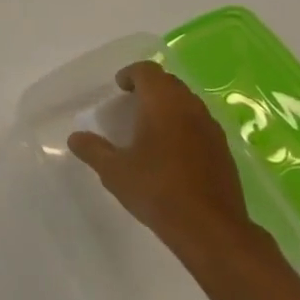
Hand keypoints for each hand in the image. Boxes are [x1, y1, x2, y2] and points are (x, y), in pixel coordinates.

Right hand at [68, 62, 267, 262]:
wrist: (210, 229)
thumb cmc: (157, 191)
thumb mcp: (115, 172)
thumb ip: (93, 150)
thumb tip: (75, 138)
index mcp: (162, 103)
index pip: (147, 71)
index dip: (130, 74)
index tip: (119, 88)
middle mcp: (190, 106)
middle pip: (169, 83)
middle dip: (149, 88)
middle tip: (131, 105)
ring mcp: (211, 128)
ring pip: (187, 102)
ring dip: (168, 106)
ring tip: (150, 128)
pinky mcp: (224, 150)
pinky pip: (200, 124)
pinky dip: (184, 126)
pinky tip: (173, 153)